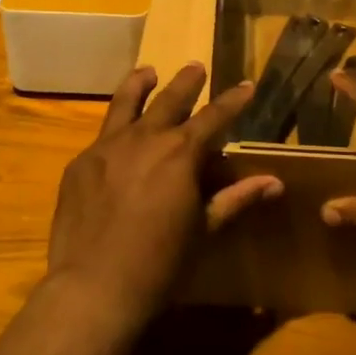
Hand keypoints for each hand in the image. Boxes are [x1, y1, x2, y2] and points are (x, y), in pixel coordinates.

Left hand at [46, 62, 282, 327]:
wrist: (93, 288)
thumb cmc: (160, 265)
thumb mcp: (204, 231)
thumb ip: (236, 199)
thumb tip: (274, 182)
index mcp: (180, 153)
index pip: (214, 116)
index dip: (233, 100)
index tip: (245, 85)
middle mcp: (144, 138)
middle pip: (169, 99)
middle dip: (187, 82)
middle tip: (195, 67)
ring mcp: (106, 147)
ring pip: (126, 103)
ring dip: (140, 84)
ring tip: (148, 72)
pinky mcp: (80, 164)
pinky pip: (101, 136)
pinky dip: (115, 128)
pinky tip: (117, 138)